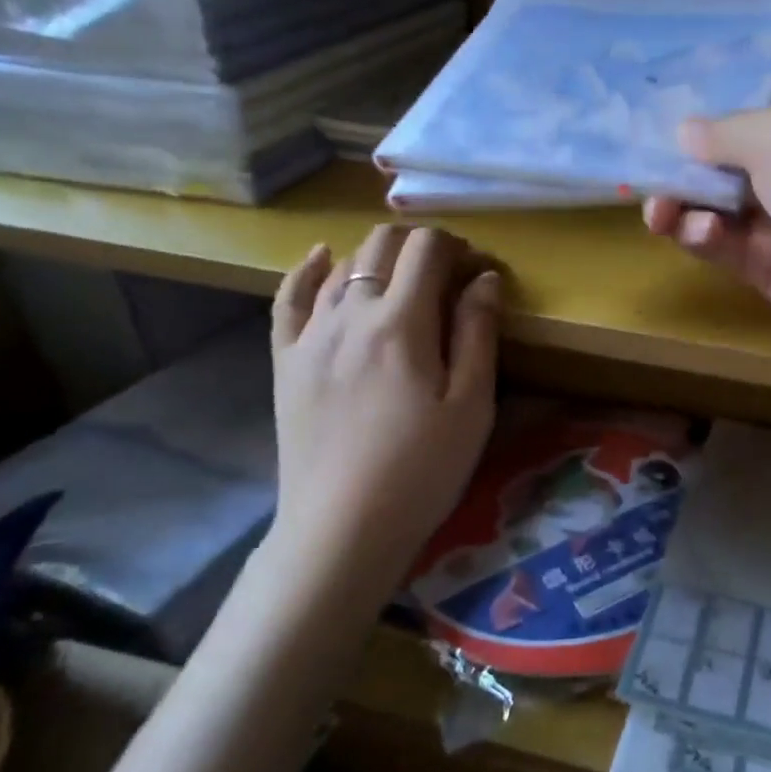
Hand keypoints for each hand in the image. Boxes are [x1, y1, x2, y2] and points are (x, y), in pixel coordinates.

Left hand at [264, 225, 499, 610]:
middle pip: (383, 244)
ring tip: (404, 281)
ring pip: (342, 265)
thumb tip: (485, 277)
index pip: (428, 249)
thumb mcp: (471, 405)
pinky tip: (323, 259)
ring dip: (379, 258)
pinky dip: (309, 270)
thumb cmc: (422, 469)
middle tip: (448, 277)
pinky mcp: (285, 360)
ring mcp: (310, 335)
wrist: (342, 528)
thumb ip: (478, 333)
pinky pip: (289, 297)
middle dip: (421, 246)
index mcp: (402, 323)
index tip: (479, 273)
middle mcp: (350, 314)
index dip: (459, 247)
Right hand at [642, 66, 770, 359]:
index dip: (728, 84)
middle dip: (686, 153)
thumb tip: (684, 132)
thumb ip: (726, 130)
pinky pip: (724, 247)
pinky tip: (693, 232)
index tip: (675, 83)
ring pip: (719, 204)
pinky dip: (703, 238)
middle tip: (639, 156)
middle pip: (731, 151)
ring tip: (658, 205)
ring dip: (684, 201)